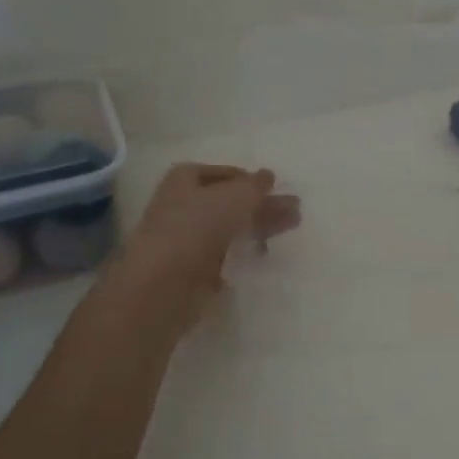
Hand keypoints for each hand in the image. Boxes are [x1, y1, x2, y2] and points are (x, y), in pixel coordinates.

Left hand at [110, 164, 300, 329]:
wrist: (163, 284)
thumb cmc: (197, 227)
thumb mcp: (235, 196)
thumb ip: (255, 186)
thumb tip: (268, 176)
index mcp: (185, 180)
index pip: (225, 174)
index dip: (251, 180)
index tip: (277, 190)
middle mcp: (183, 205)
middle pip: (231, 201)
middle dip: (263, 205)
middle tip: (295, 211)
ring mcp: (187, 238)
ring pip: (231, 227)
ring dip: (260, 225)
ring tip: (292, 227)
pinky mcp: (194, 269)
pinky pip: (225, 254)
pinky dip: (244, 251)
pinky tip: (263, 253)